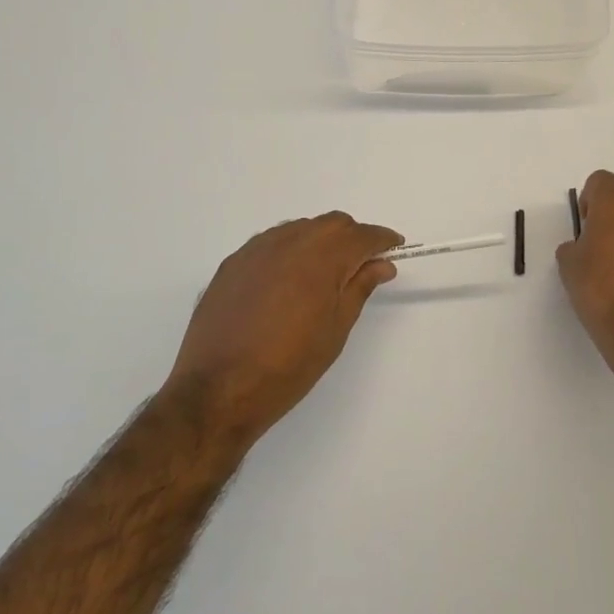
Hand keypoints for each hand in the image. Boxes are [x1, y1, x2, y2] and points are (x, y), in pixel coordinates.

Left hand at [168, 212, 403, 442]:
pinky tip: (287, 280)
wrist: (218, 389)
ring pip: (300, 229)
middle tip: (362, 266)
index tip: (395, 248)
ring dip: (319, 241)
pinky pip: (271, 243)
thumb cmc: (288, 366)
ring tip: (323, 275)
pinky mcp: (232, 263)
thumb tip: (381, 264)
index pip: (361, 235)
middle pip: (331, 224)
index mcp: (321, 257)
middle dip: (352, 237)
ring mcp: (256, 249)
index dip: (382, 239)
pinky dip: (289, 251)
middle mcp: (289, 241)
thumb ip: (359, 288)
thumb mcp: (335, 330)